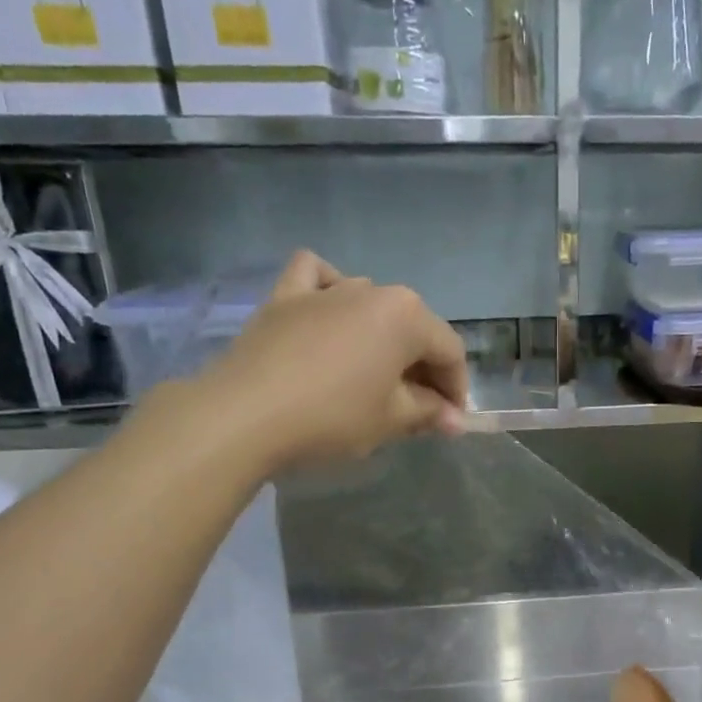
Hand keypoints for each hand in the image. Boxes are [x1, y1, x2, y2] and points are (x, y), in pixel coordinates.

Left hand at [201, 250, 469, 468]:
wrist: (244, 414)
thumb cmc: (332, 417)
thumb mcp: (392, 420)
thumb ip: (430, 412)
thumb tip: (455, 418)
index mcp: (406, 315)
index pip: (449, 351)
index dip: (457, 390)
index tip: (451, 422)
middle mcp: (372, 290)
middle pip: (413, 328)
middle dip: (423, 368)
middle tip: (419, 410)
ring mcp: (325, 288)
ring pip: (371, 304)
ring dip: (383, 338)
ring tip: (376, 375)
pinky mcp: (285, 296)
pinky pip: (316, 279)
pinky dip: (329, 290)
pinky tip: (330, 312)